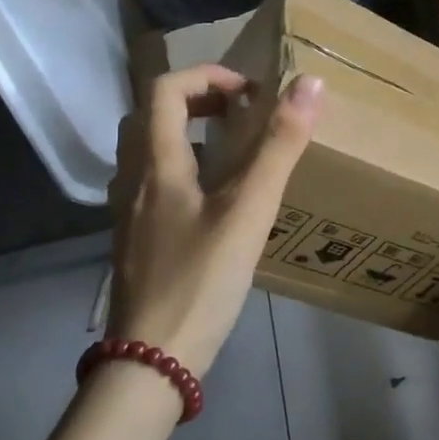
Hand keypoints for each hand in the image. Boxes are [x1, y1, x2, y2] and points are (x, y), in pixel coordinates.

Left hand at [107, 67, 323, 375]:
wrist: (150, 363)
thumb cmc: (200, 281)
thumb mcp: (249, 210)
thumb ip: (279, 147)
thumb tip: (308, 84)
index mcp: (156, 164)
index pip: (166, 89)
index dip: (208, 76)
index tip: (251, 93)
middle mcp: (133, 180)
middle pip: (150, 116)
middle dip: (197, 100)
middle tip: (241, 113)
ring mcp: (129, 214)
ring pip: (148, 151)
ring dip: (186, 133)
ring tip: (233, 150)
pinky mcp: (136, 242)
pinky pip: (154, 183)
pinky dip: (182, 168)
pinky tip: (214, 200)